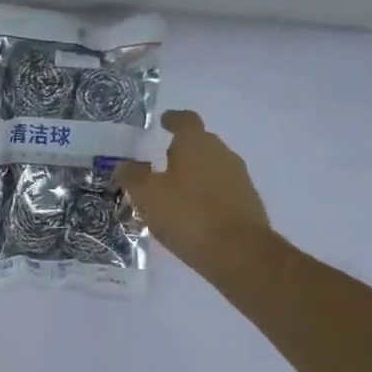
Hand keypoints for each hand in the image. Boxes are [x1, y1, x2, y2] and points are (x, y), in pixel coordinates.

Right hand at [118, 110, 270, 276]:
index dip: (173, 119)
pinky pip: (220, 190)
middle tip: (160, 163)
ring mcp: (238, 178)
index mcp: (196, 144)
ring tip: (173, 192)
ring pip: (211, 167)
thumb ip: (132, 177)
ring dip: (193, 174)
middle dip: (181, 150)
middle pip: (200, 143)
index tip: (164, 121)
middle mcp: (221, 153)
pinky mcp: (247, 202)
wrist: (238, 251)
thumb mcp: (147, 196)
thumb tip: (123, 165)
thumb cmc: (187, 215)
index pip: (185, 120)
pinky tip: (192, 212)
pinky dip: (205, 194)